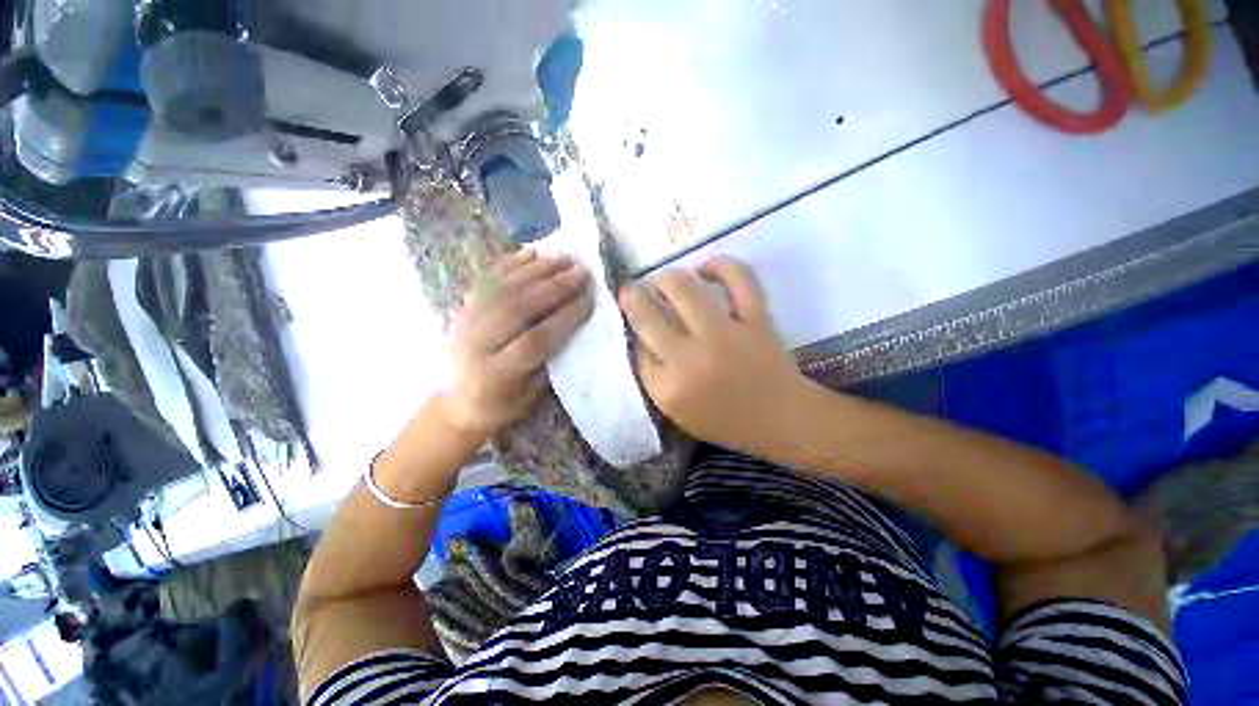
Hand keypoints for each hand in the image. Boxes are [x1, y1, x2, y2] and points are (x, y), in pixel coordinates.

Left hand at [443, 250, 592, 435]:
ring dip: (536, 270)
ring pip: (502, 289)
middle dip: (554, 287)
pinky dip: (510, 264)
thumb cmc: (500, 405)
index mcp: (497, 374)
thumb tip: (572, 328)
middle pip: (518, 308)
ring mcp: (464, 322)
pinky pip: (485, 280)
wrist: (453, 402)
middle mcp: (477, 344)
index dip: (564, 317)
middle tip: (581, 272)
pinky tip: (531, 253)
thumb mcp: (529, 397)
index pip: (536, 339)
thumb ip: (548, 364)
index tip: (589, 299)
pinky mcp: (460, 308)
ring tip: (564, 259)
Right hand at [618, 257, 806, 453]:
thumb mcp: (677, 411)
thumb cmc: (725, 420)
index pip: (638, 346)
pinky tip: (706, 269)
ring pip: (684, 288)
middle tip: (636, 292)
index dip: (632, 325)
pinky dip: (721, 265)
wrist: (781, 419)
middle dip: (633, 297)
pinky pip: (739, 278)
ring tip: (666, 282)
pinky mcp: (756, 320)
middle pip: (649, 315)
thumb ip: (653, 376)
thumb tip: (641, 335)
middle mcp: (692, 358)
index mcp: (670, 387)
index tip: (632, 316)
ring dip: (667, 278)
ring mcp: (726, 335)